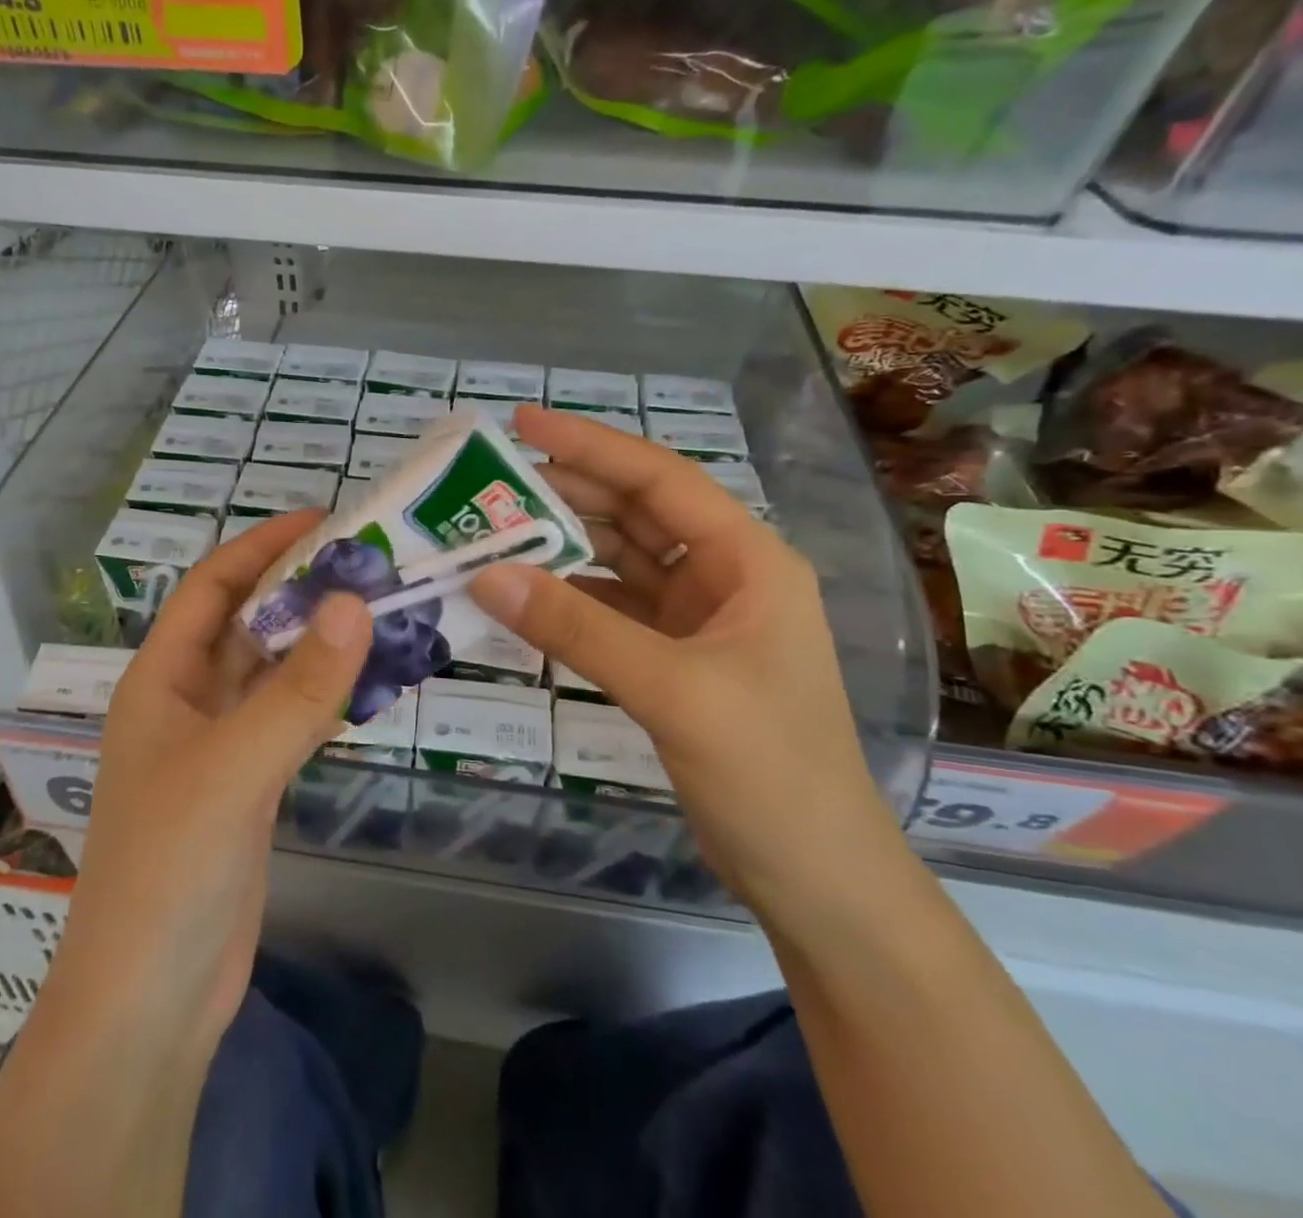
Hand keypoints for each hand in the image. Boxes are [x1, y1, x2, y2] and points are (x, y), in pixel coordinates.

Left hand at [55, 511, 372, 1053]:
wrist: (151, 1000)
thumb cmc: (168, 869)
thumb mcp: (233, 768)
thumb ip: (298, 689)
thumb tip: (355, 603)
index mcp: (161, 679)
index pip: (211, 588)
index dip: (261, 547)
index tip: (324, 521)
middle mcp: (187, 701)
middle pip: (246, 623)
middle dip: (299, 589)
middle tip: (369, 562)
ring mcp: (219, 744)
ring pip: (272, 671)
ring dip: (317, 641)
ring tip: (380, 607)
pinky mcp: (249, 783)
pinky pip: (289, 716)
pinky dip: (324, 693)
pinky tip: (367, 679)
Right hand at [469, 406, 907, 922]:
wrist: (816, 879)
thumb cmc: (769, 772)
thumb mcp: (673, 690)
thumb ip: (578, 629)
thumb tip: (486, 574)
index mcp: (747, 560)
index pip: (660, 479)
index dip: (591, 445)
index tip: (523, 423)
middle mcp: (724, 576)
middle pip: (635, 512)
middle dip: (566, 493)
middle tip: (491, 483)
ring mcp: (699, 619)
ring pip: (619, 560)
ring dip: (562, 546)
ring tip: (494, 532)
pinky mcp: (674, 658)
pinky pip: (611, 609)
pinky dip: (569, 598)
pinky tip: (525, 595)